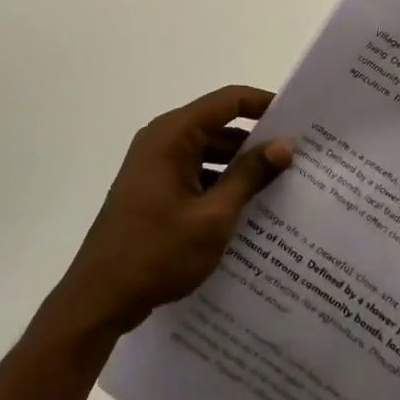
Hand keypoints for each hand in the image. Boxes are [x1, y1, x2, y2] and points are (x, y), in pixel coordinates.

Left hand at [48, 86, 293, 342]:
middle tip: (300, 158)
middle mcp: (162, 140)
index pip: (228, 101)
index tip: (300, 119)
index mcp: (173, 135)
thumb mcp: (213, 216)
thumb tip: (284, 144)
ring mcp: (155, 166)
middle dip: (257, 141)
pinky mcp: (154, 190)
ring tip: (283, 185)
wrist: (99, 298)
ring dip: (240, 167)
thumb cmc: (157, 252)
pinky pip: (196, 174)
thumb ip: (249, 176)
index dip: (265, 104)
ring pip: (209, 153)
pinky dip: (221, 184)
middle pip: (219, 126)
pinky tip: (249, 209)